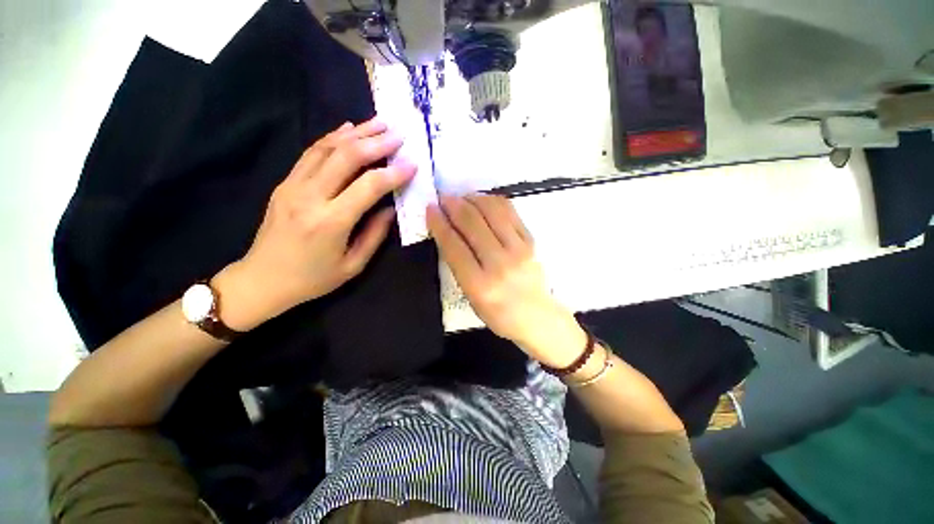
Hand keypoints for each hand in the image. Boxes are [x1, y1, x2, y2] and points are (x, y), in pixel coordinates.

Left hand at [215, 119, 415, 330]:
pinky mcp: (285, 183)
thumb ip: (375, 234)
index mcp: (331, 222)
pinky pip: (311, 153)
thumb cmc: (313, 278)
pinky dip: (332, 137)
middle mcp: (310, 197)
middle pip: (346, 157)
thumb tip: (390, 207)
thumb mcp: (353, 265)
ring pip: (327, 148)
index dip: (393, 173)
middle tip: (398, 134)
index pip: (368, 186)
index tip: (412, 164)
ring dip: (356, 133)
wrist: (262, 279)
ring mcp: (293, 186)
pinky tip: (348, 129)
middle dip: (376, 142)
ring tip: (378, 123)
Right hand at [427, 194, 587, 367]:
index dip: (439, 224)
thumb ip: (459, 266)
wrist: (538, 318)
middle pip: (472, 223)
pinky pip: (510, 212)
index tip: (429, 209)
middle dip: (453, 205)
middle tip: (443, 198)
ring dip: (473, 199)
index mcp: (480, 285)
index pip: (454, 246)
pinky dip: (493, 202)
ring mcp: (519, 250)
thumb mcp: (471, 298)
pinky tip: (483, 201)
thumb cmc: (500, 314)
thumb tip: (447, 232)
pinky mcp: (532, 241)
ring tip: (462, 197)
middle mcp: (500, 264)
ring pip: (492, 211)